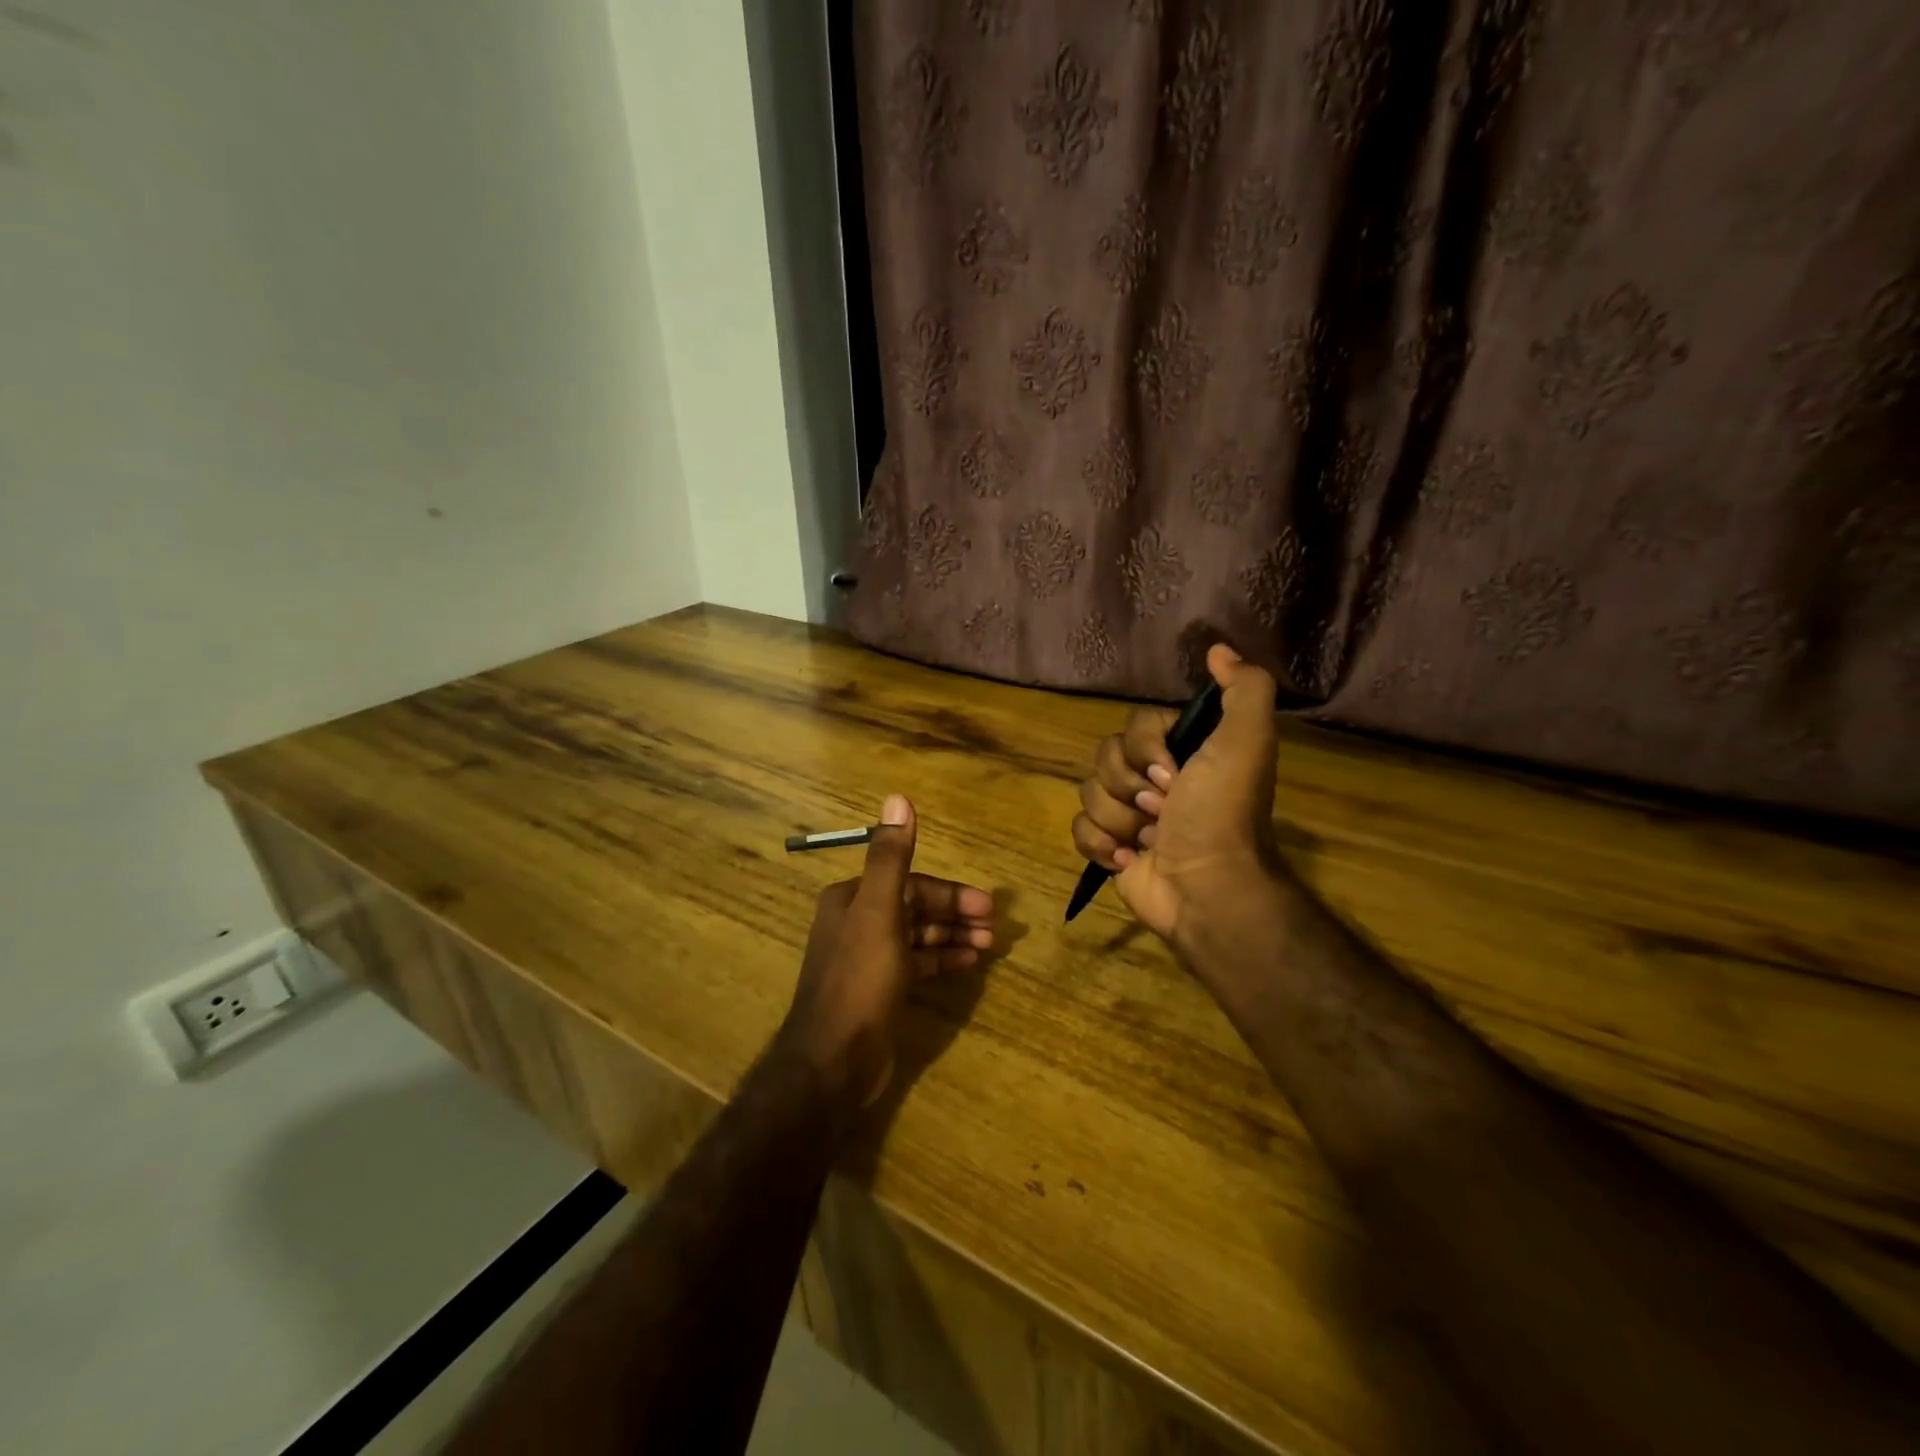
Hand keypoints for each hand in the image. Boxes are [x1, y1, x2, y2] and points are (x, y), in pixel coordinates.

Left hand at [777, 795, 994, 1107]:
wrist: (833, 1061)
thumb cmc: (859, 979)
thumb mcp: (879, 911)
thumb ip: (891, 857)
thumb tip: (898, 797)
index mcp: (852, 899)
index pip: (910, 883)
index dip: (950, 893)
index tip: (987, 906)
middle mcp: (857, 922)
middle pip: (916, 908)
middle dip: (955, 914)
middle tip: (994, 927)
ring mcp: (867, 958)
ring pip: (919, 936)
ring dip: (953, 937)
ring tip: (989, 947)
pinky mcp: (878, 990)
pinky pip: (916, 964)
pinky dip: (941, 960)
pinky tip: (968, 965)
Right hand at [1071, 645, 1286, 952]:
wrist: (1206, 889)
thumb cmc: (1222, 814)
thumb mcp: (1246, 742)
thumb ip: (1244, 689)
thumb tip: (1218, 648)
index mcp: (1181, 753)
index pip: (1133, 727)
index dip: (1145, 750)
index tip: (1174, 775)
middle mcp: (1153, 779)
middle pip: (1104, 758)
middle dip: (1130, 788)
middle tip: (1163, 810)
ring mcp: (1129, 815)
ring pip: (1088, 794)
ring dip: (1119, 820)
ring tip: (1150, 841)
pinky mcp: (1109, 848)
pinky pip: (1079, 829)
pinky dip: (1101, 846)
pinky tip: (1129, 859)